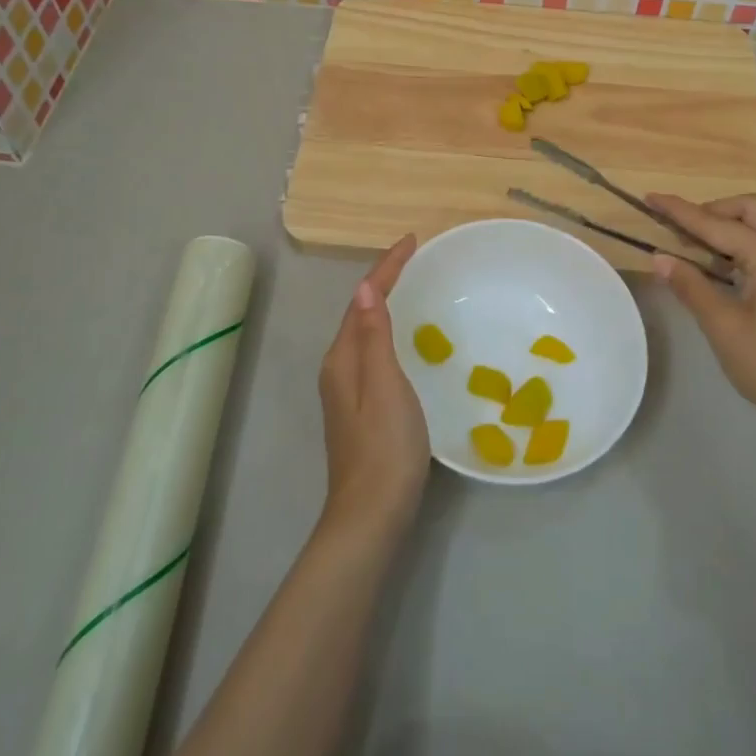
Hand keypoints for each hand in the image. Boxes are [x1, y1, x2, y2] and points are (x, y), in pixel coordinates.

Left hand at [318, 234, 428, 541]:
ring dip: (386, 305)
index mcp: (342, 359)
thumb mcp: (385, 385)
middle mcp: (339, 369)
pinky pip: (374, 352)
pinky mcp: (361, 409)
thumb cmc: (385, 447)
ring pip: (366, 333)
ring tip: (414, 286)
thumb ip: (374, 337)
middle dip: (385, 281)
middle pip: (360, 312)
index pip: (363, 299)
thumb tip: (365, 287)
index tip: (412, 240)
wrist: (372, 516)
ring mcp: (348, 391)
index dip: (386, 268)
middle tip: (416, 258)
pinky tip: (409, 339)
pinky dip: (390, 331)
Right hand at [647, 194, 755, 449]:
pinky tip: (721, 269)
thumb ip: (690, 285)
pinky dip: (743, 246)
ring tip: (694, 249)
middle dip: (711, 211)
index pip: (716, 224)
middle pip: (748, 210)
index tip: (650, 197)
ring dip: (728, 228)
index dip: (680, 211)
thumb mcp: (723, 325)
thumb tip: (659, 257)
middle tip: (679, 230)